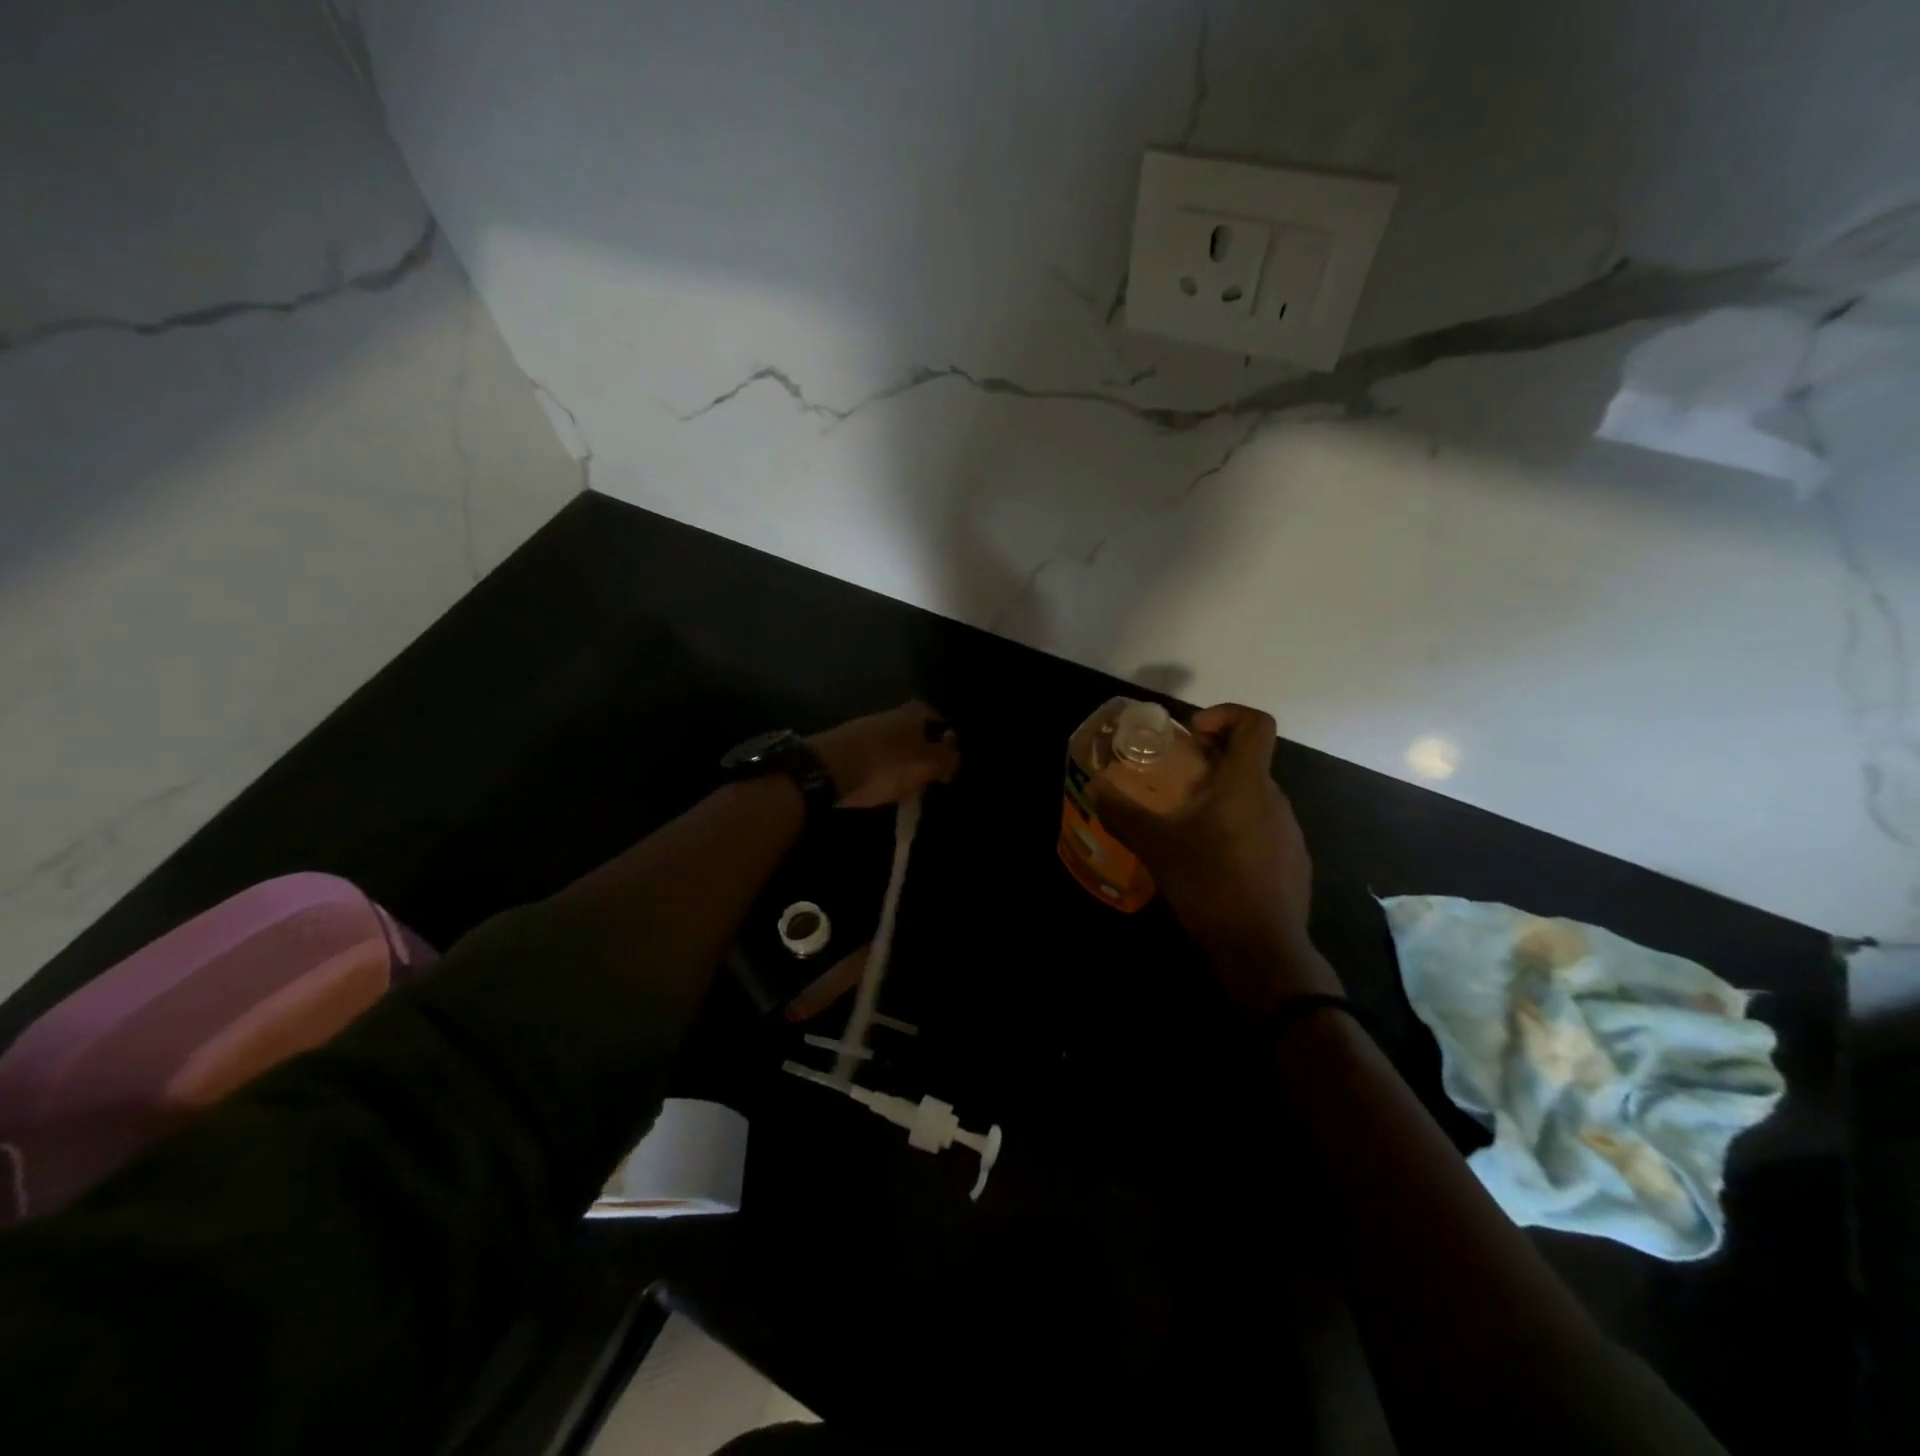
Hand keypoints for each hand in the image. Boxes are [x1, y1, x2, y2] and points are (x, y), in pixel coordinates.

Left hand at [807, 701, 960, 808]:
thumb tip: (957, 755)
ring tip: (903, 791)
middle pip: (918, 736)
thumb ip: (946, 760)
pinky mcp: (849, 745)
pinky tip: (879, 788)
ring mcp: (868, 727)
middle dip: (924, 758)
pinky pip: (875, 758)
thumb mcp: (925, 766)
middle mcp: (893, 713)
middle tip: (926, 783)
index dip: (948, 748)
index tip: (946, 772)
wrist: (826, 769)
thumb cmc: (884, 766)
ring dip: (902, 766)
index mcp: (915, 712)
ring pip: (896, 747)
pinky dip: (881, 771)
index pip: (942, 726)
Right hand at [1091, 704, 1335, 1011]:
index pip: (1256, 723)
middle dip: (1211, 762)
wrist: (1262, 950)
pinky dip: (1237, 829)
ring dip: (1222, 798)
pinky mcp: (1293, 863)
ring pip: (1255, 797)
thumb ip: (1124, 813)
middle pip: (1249, 761)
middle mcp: (1275, 800)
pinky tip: (1211, 862)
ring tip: (1187, 826)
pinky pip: (1263, 829)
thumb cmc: (1209, 885)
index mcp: (1247, 784)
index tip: (1192, 734)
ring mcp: (1290, 833)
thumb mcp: (1156, 847)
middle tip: (1174, 782)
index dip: (1226, 714)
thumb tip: (1096, 788)